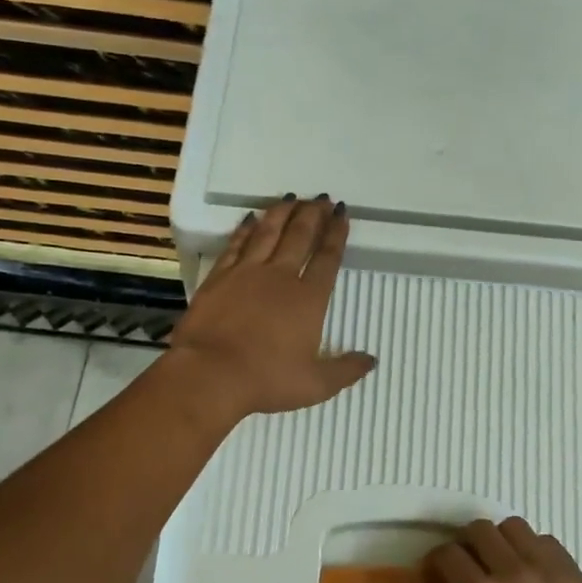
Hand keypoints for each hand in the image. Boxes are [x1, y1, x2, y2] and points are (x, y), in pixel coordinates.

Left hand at [168, 196, 375, 422]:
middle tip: (322, 198)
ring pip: (268, 232)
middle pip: (300, 236)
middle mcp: (280, 277)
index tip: (342, 214)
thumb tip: (371, 360)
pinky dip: (245, 229)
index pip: (327, 259)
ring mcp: (246, 273)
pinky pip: (236, 244)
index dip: (337, 234)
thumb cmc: (267, 380)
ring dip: (282, 213)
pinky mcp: (219, 277)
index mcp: (308, 299)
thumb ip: (345, 370)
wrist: (210, 374)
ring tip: (292, 198)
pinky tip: (250, 217)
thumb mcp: (315, 384)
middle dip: (313, 215)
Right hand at [424, 518, 581, 582]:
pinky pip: (545, 541)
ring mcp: (546, 567)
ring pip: (512, 527)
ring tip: (504, 565)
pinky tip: (534, 575)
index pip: (447, 555)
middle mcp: (511, 572)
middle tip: (470, 568)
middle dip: (467, 545)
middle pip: (478, 529)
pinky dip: (532, 550)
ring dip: (500, 541)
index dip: (437, 562)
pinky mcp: (573, 571)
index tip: (438, 574)